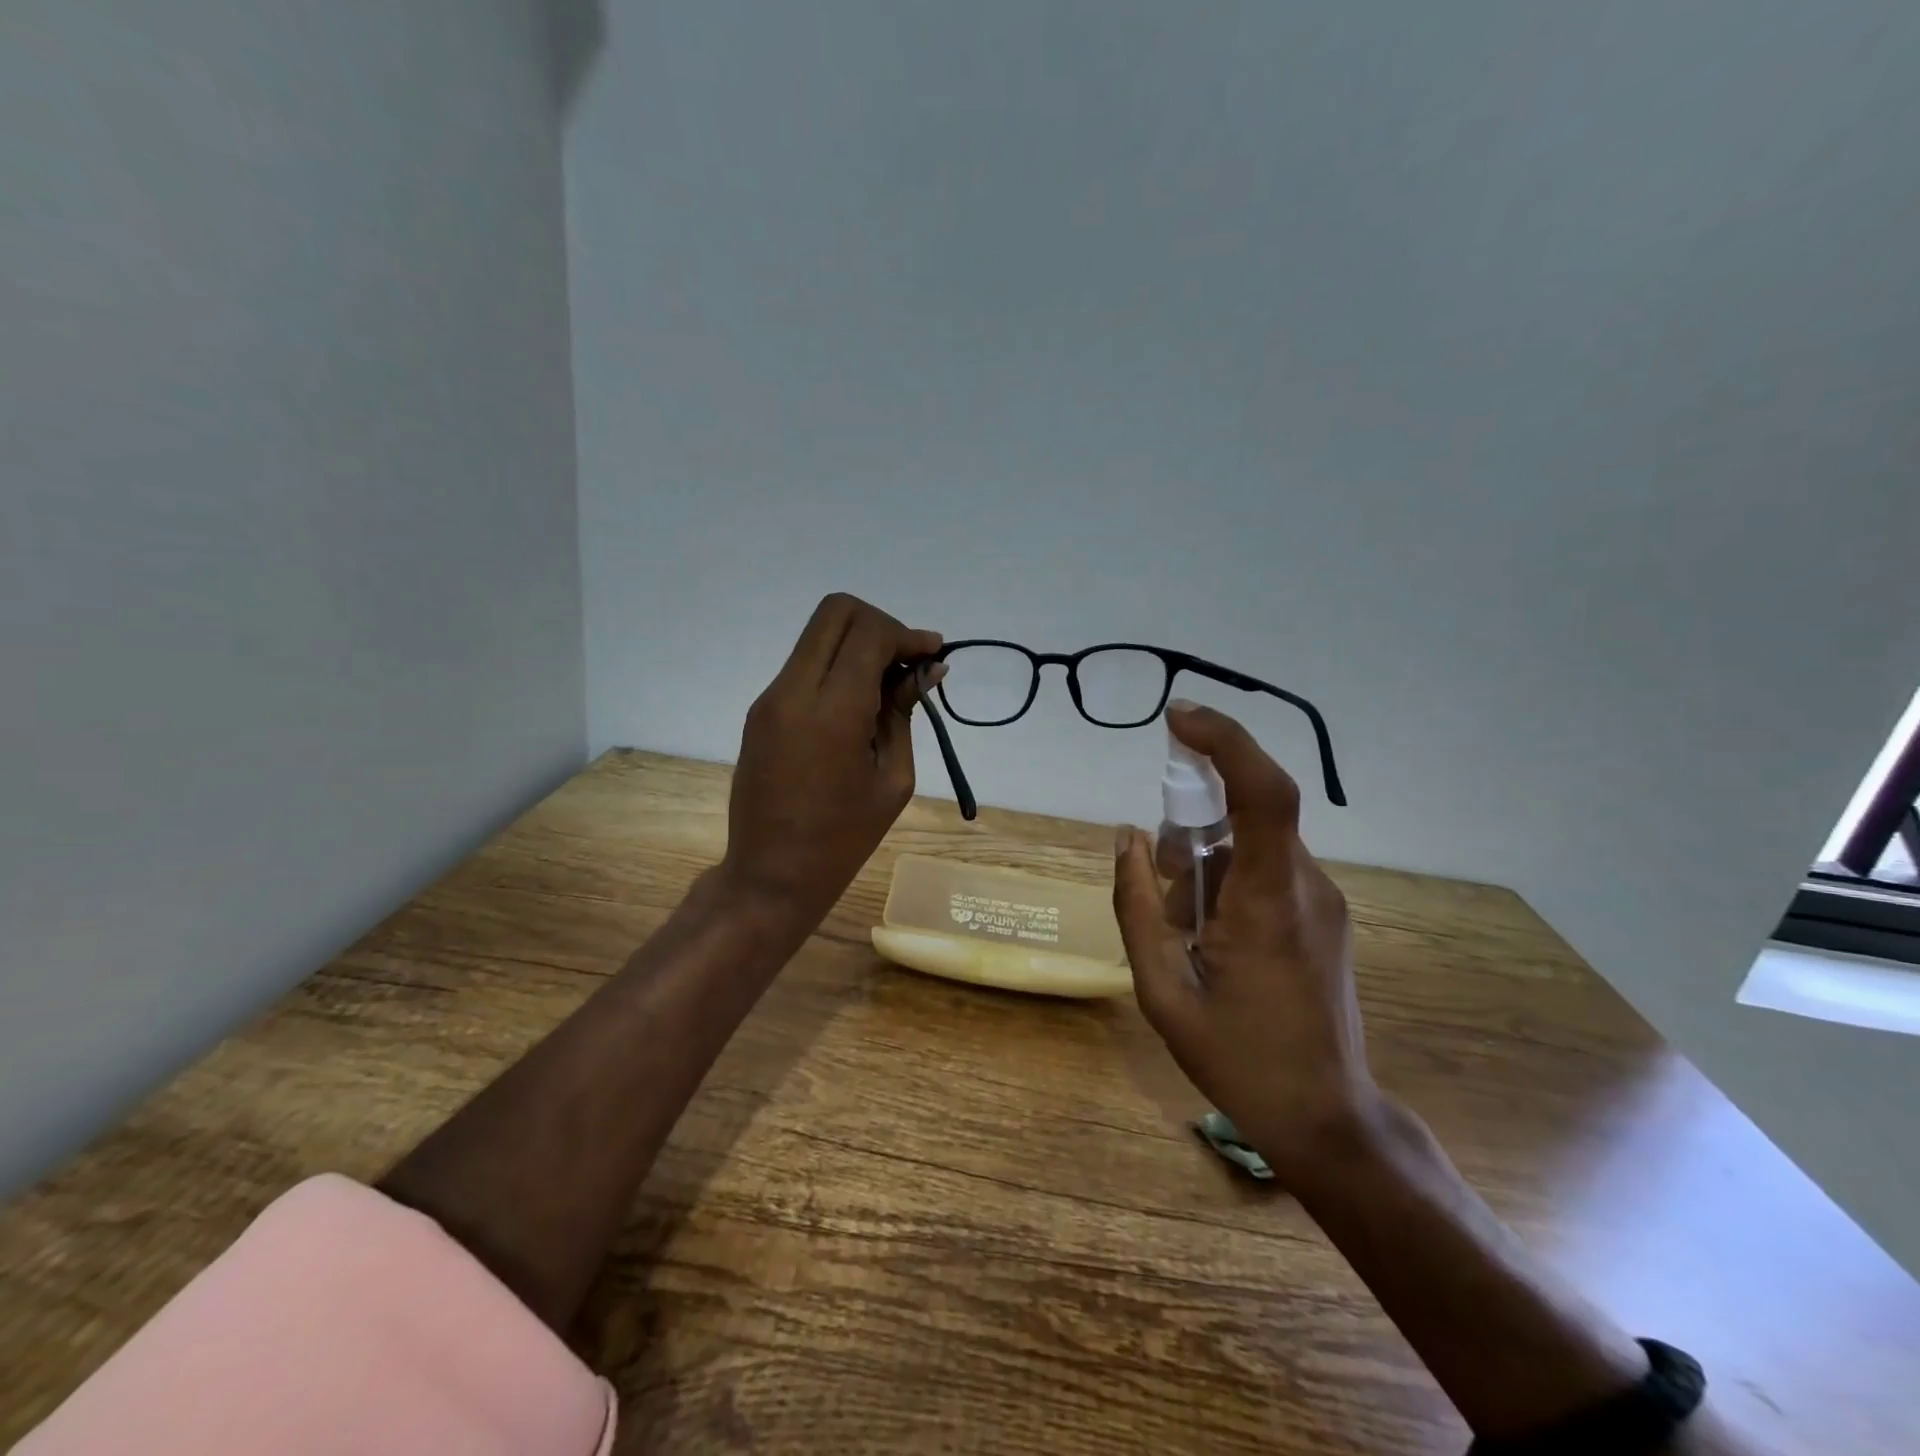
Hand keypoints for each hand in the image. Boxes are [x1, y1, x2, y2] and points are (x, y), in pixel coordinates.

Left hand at [721, 593, 943, 928]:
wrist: (770, 875)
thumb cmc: (843, 839)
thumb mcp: (893, 778)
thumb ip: (905, 712)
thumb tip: (928, 669)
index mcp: (831, 712)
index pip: (869, 633)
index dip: (907, 634)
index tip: (933, 655)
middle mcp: (792, 691)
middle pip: (836, 612)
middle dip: (880, 625)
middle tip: (906, 662)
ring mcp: (770, 698)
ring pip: (818, 635)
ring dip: (858, 644)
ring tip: (888, 686)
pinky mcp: (761, 710)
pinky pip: (804, 664)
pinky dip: (837, 665)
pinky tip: (859, 702)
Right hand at [1113, 702, 1375, 1180]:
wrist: (1327, 1119)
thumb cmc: (1239, 1060)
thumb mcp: (1162, 991)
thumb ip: (1135, 908)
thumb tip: (1125, 838)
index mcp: (1269, 900)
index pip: (1262, 791)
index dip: (1223, 740)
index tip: (1175, 717)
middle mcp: (1307, 885)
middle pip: (1244, 815)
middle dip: (1190, 832)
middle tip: (1161, 891)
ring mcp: (1323, 900)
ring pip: (1251, 845)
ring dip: (1205, 867)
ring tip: (1185, 933)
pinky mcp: (1324, 914)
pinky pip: (1266, 869)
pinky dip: (1227, 882)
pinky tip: (1212, 938)